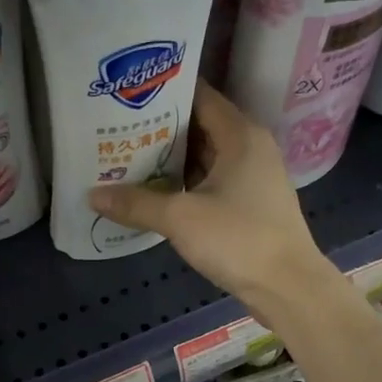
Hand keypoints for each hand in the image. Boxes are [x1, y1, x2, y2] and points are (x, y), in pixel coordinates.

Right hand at [87, 85, 340, 326]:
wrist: (288, 287)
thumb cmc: (239, 239)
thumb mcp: (181, 218)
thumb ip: (137, 203)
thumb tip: (93, 195)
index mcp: (241, 135)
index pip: (200, 96)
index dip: (165, 93)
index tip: (129, 94)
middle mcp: (250, 148)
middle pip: (200, 127)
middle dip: (160, 129)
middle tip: (117, 128)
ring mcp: (253, 178)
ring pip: (205, 158)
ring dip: (170, 160)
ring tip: (126, 158)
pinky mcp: (250, 205)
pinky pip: (211, 183)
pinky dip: (185, 184)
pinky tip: (154, 193)